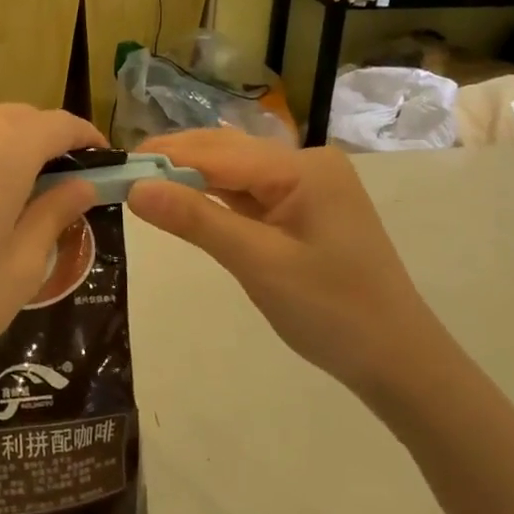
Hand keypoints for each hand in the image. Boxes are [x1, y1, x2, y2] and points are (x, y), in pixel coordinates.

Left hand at [0, 106, 102, 402]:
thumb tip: (81, 185)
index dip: (86, 138)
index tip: (101, 160)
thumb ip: (55, 215)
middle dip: (43, 141)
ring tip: (2, 189)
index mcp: (3, 148)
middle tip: (55, 180)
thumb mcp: (20, 267)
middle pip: (16, 119)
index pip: (59, 124)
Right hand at [127, 130, 448, 408]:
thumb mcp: (258, 263)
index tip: (115, 165)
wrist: (398, 361)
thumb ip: (196, 220)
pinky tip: (185, 201)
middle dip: (175, 162)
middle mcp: (306, 165)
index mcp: (302, 168)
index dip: (165, 157)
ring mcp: (308, 188)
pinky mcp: (304, 212)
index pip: (218, 152)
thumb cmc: (331, 311)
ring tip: (141, 185)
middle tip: (120, 175)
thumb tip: (136, 187)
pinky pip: (251, 195)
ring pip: (236, 174)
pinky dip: (216, 199)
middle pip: (227, 154)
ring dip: (192, 179)